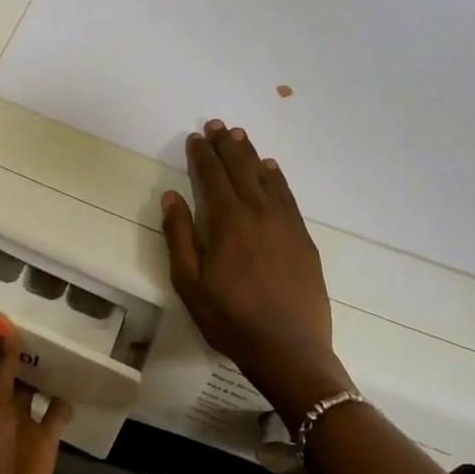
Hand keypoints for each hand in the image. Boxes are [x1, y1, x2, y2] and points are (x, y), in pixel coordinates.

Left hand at [0, 314, 69, 473]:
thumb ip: (0, 362)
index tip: (5, 296)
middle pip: (11, 367)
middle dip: (24, 343)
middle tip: (46, 304)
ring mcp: (23, 420)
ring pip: (36, 385)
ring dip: (47, 366)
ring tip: (69, 330)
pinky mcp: (45, 438)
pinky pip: (58, 410)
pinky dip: (68, 395)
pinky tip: (83, 372)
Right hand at [161, 120, 351, 426]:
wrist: (288, 348)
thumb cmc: (229, 319)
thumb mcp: (189, 283)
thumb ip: (179, 236)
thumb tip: (171, 197)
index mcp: (226, 222)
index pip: (211, 177)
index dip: (201, 155)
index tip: (195, 137)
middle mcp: (258, 213)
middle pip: (240, 170)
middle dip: (226, 146)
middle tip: (217, 125)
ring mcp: (285, 224)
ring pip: (266, 178)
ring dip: (251, 155)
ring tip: (239, 136)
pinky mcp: (303, 239)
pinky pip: (288, 197)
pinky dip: (277, 178)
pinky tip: (271, 169)